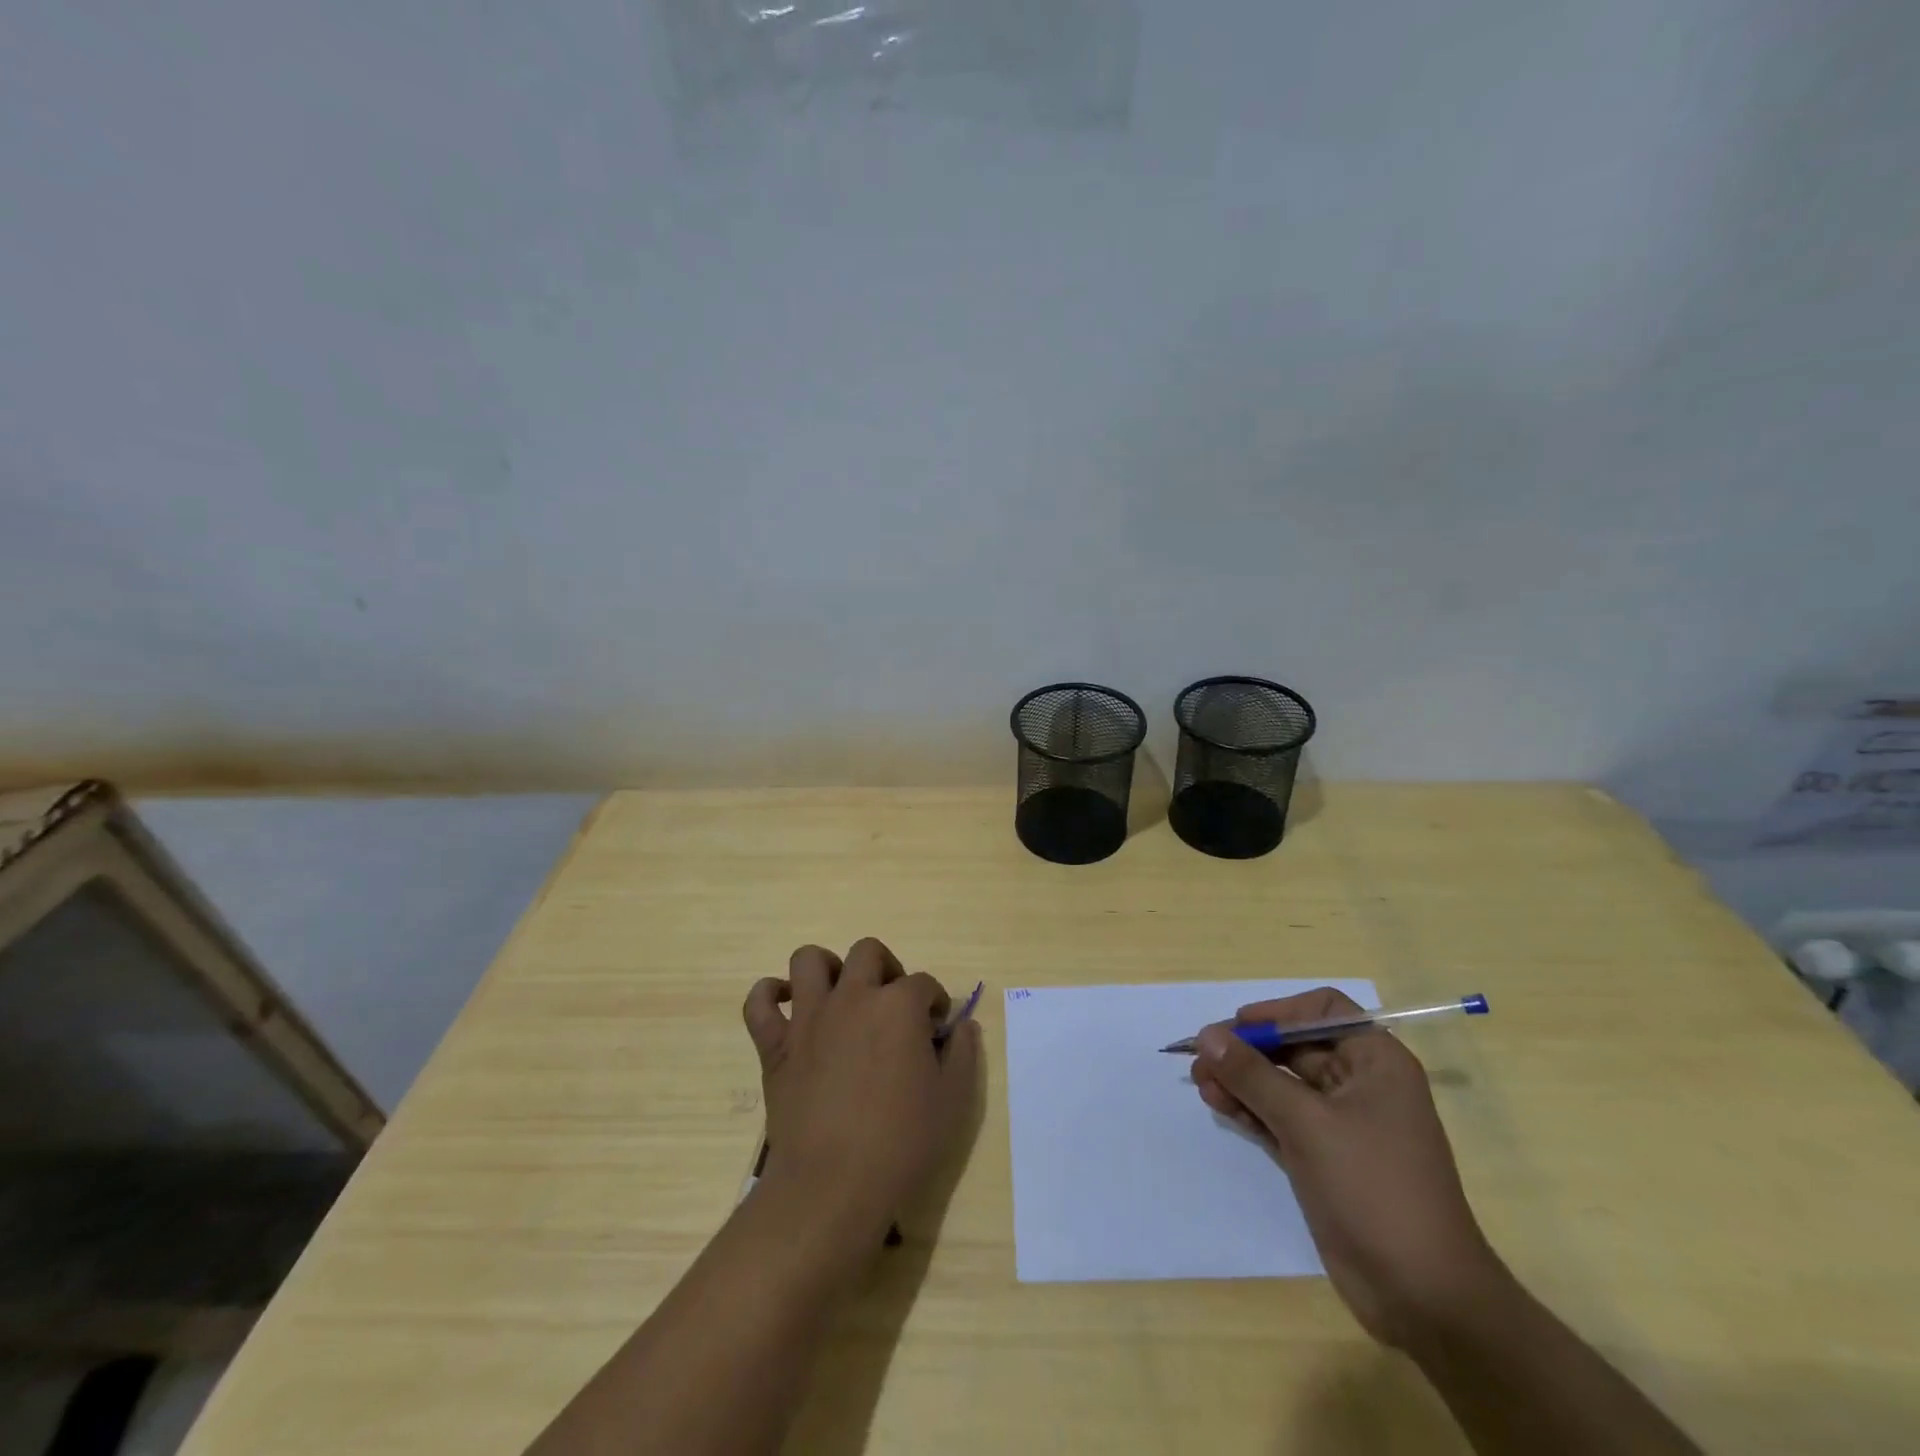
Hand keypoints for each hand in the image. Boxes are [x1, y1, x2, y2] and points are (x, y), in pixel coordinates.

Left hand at [743, 939, 980, 1240]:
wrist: (831, 1187)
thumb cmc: (901, 1144)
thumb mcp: (952, 1101)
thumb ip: (962, 1054)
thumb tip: (963, 1025)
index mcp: (899, 1006)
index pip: (924, 984)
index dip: (935, 1003)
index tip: (936, 1030)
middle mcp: (853, 997)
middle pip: (868, 952)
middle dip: (886, 968)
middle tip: (892, 1004)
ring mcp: (809, 1018)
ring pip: (809, 960)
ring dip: (827, 968)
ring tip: (839, 995)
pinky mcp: (775, 1045)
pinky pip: (759, 1002)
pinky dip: (769, 995)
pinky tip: (786, 1007)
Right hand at [1191, 988, 1505, 1348]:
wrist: (1422, 1295)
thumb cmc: (1373, 1188)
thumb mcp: (1307, 1123)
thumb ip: (1252, 1074)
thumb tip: (1206, 1034)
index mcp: (1375, 1062)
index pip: (1322, 1011)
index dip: (1278, 1012)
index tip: (1237, 1028)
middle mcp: (1360, 1084)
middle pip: (1294, 1046)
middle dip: (1247, 1050)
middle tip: (1201, 1058)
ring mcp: (1342, 1123)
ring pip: (1282, 1083)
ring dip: (1242, 1079)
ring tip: (1201, 1083)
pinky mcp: (1325, 1157)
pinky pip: (1280, 1117)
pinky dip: (1250, 1109)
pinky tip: (1219, 1105)